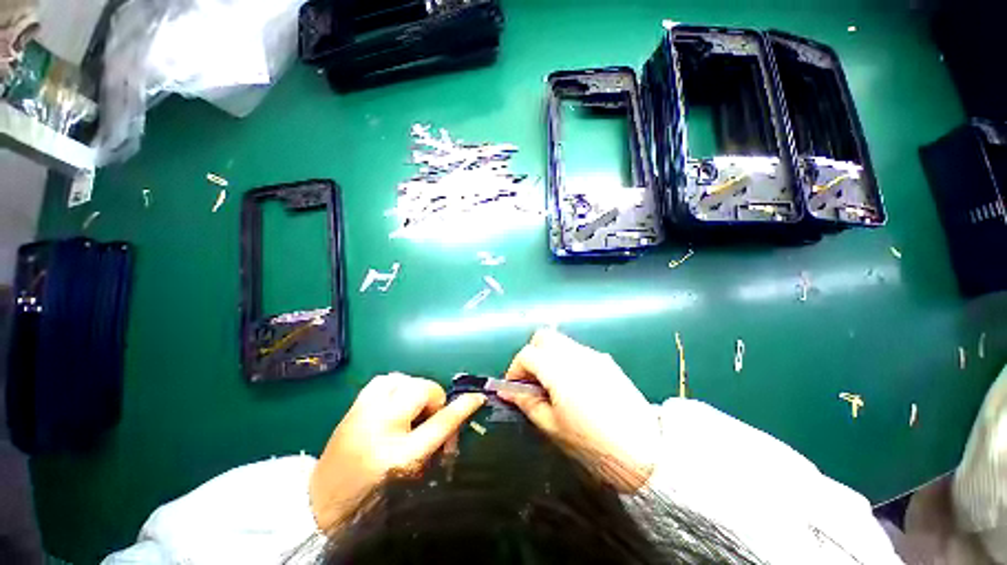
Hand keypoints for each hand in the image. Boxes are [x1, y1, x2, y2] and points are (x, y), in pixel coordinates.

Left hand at [309, 373, 484, 530]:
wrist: (321, 504)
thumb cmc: (372, 497)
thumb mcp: (411, 476)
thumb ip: (436, 446)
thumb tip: (453, 419)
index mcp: (399, 455)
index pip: (441, 422)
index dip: (462, 407)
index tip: (477, 397)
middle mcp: (381, 426)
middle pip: (423, 389)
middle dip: (433, 399)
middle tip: (428, 416)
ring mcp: (364, 412)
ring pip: (403, 378)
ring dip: (414, 389)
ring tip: (411, 406)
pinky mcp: (353, 406)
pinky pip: (384, 380)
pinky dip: (396, 384)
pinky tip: (395, 399)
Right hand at [499, 328, 658, 491]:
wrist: (646, 452)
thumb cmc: (592, 443)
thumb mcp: (552, 427)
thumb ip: (527, 403)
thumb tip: (507, 392)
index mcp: (559, 370)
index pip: (527, 354)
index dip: (515, 369)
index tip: (514, 388)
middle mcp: (575, 354)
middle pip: (543, 337)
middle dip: (532, 354)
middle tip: (532, 380)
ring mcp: (593, 355)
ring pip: (561, 341)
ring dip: (549, 356)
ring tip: (552, 384)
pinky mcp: (606, 361)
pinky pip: (577, 351)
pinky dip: (566, 360)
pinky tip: (573, 385)